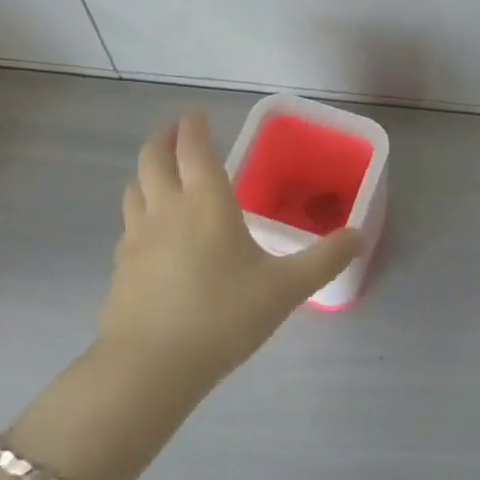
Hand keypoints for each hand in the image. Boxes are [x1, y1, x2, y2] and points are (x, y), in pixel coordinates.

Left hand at [101, 110, 358, 386]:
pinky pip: (128, 223)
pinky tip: (150, 231)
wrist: (151, 365)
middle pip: (153, 157)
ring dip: (146, 171)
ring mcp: (136, 236)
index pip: (193, 147)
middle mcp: (166, 207)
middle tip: (175, 132)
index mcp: (205, 201)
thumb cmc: (223, 316)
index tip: (196, 114)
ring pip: (134, 187)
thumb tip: (358, 235)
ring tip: (159, 174)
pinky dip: (138, 211)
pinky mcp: (120, 265)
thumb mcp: (285, 289)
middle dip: (163, 138)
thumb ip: (323, 259)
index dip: (193, 125)